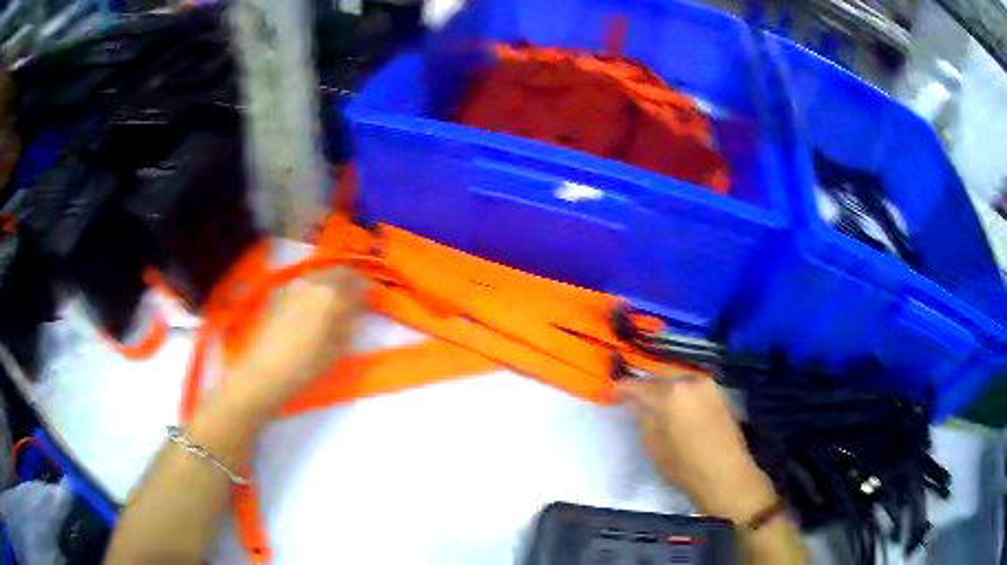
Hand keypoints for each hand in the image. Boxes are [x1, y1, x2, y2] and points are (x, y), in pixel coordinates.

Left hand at [221, 267, 366, 415]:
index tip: (374, 298)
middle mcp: (314, 283)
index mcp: (333, 295)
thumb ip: (349, 324)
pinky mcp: (280, 294)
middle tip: (358, 293)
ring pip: (320, 273)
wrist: (265, 371)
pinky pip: (304, 282)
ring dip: (332, 280)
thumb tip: (356, 310)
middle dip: (351, 279)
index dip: (369, 289)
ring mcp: (294, 286)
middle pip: (338, 271)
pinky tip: (313, 300)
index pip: (358, 282)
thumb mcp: (337, 350)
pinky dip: (314, 286)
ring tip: (336, 295)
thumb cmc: (306, 366)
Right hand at [618, 376, 776, 522]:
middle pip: (659, 379)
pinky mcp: (720, 394)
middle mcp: (690, 381)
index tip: (611, 392)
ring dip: (664, 389)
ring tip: (654, 403)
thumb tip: (635, 403)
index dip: (622, 388)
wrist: (727, 476)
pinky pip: (692, 387)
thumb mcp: (654, 446)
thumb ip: (643, 419)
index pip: (638, 385)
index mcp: (670, 393)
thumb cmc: (685, 467)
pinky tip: (676, 407)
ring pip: (678, 381)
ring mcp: (708, 386)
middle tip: (631, 398)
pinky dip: (681, 393)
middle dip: (644, 387)